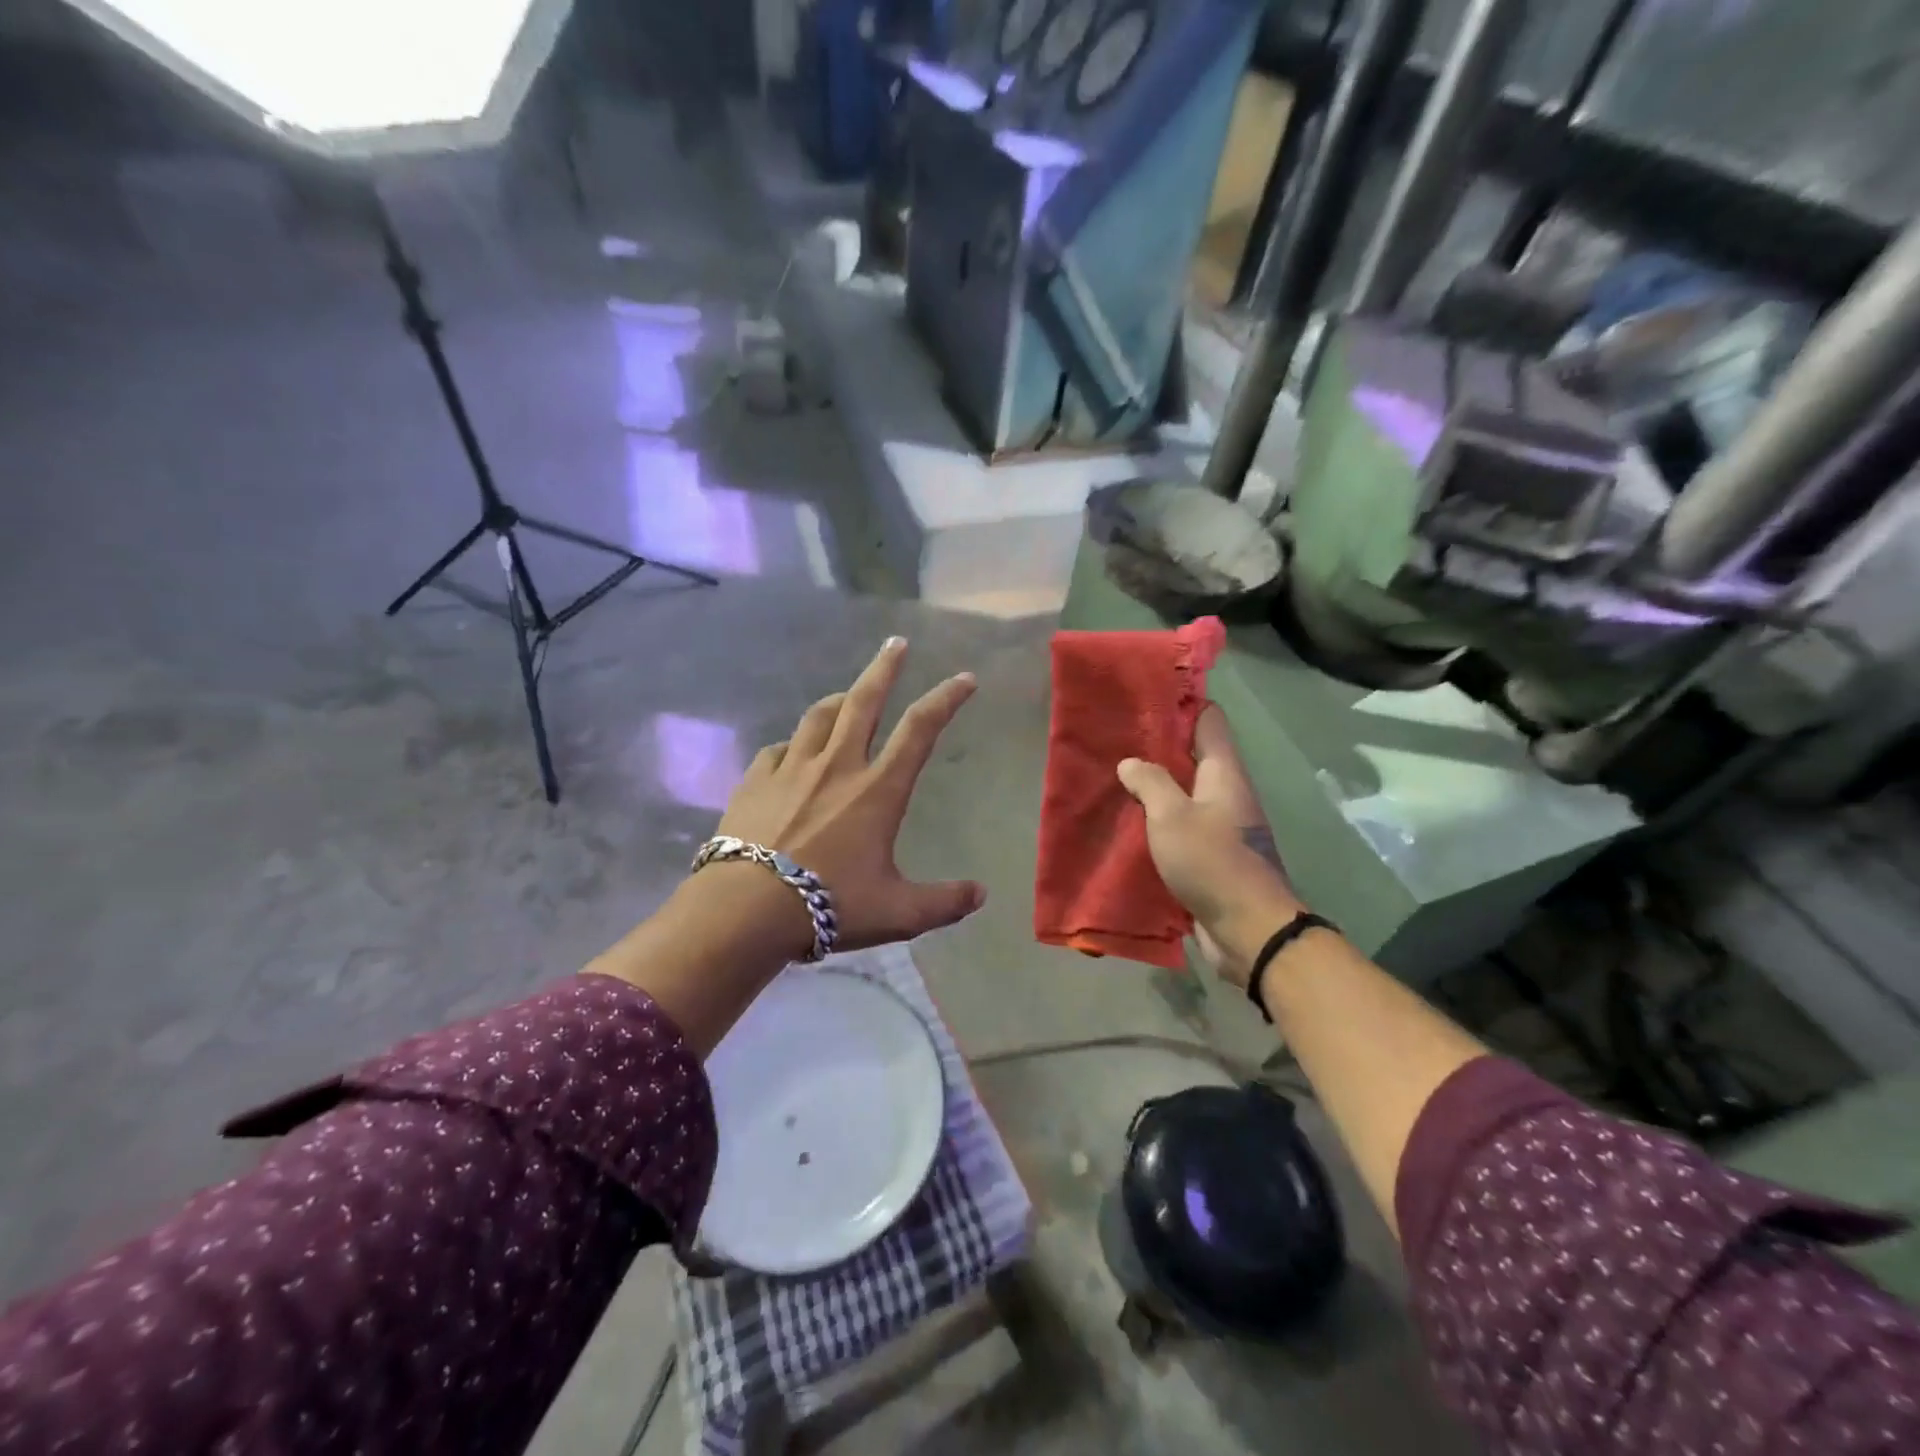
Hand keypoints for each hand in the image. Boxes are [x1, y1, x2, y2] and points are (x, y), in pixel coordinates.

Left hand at [712, 636, 986, 955]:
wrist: (747, 908)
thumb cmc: (831, 904)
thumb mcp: (898, 912)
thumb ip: (943, 901)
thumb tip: (981, 893)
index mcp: (877, 789)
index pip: (920, 729)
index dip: (946, 698)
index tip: (964, 678)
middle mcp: (837, 765)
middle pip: (864, 700)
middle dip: (884, 667)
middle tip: (896, 643)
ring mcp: (792, 768)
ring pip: (819, 715)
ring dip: (839, 699)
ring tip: (847, 695)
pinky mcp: (755, 779)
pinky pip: (779, 748)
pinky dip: (794, 744)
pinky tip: (793, 753)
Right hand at [1118, 705, 1302, 986]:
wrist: (1249, 930)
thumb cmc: (1213, 863)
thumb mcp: (1172, 816)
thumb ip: (1150, 783)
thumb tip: (1131, 763)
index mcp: (1224, 773)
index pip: (1208, 720)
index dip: (1180, 704)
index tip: (1143, 698)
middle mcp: (1225, 793)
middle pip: (1192, 756)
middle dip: (1156, 747)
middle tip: (1114, 739)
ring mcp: (1219, 825)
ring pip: (1182, 793)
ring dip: (1153, 786)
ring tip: (1113, 777)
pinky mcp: (1208, 855)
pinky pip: (1178, 826)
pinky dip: (1155, 820)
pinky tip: (1125, 822)